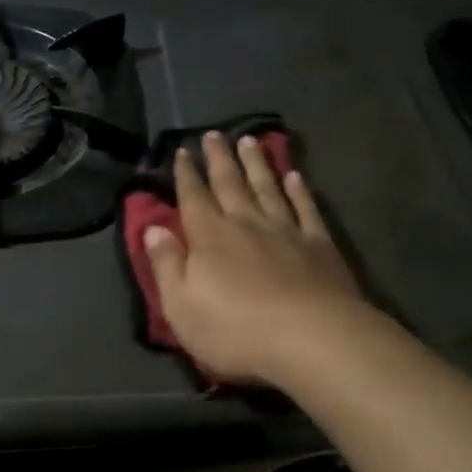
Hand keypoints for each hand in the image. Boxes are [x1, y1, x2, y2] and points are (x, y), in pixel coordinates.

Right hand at [143, 132, 382, 386]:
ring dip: (256, 163)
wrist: (311, 338)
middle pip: (230, 182)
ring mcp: (285, 230)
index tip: (181, 151)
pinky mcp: (318, 244)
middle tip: (214, 133)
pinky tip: (295, 176)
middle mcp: (246, 223)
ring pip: (267, 187)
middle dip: (219, 158)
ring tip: (249, 140)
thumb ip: (166, 265)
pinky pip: (306, 208)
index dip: (186, 174)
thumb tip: (153, 228)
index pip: (193, 197)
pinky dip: (299, 190)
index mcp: (210, 237)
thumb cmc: (237, 330)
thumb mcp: (182, 307)